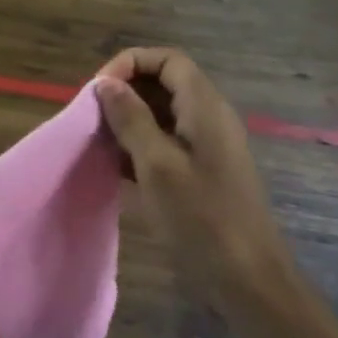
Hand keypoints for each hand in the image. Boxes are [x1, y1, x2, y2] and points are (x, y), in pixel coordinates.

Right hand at [93, 48, 296, 299]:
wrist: (246, 277)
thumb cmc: (201, 217)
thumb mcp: (157, 165)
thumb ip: (131, 119)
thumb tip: (105, 83)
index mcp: (204, 107)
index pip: (167, 60)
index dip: (130, 64)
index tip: (97, 91)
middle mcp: (209, 118)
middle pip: (164, 83)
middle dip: (124, 92)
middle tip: (91, 117)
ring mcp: (206, 146)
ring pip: (162, 114)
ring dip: (127, 120)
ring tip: (97, 141)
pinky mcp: (201, 171)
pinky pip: (165, 142)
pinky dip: (138, 145)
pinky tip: (114, 166)